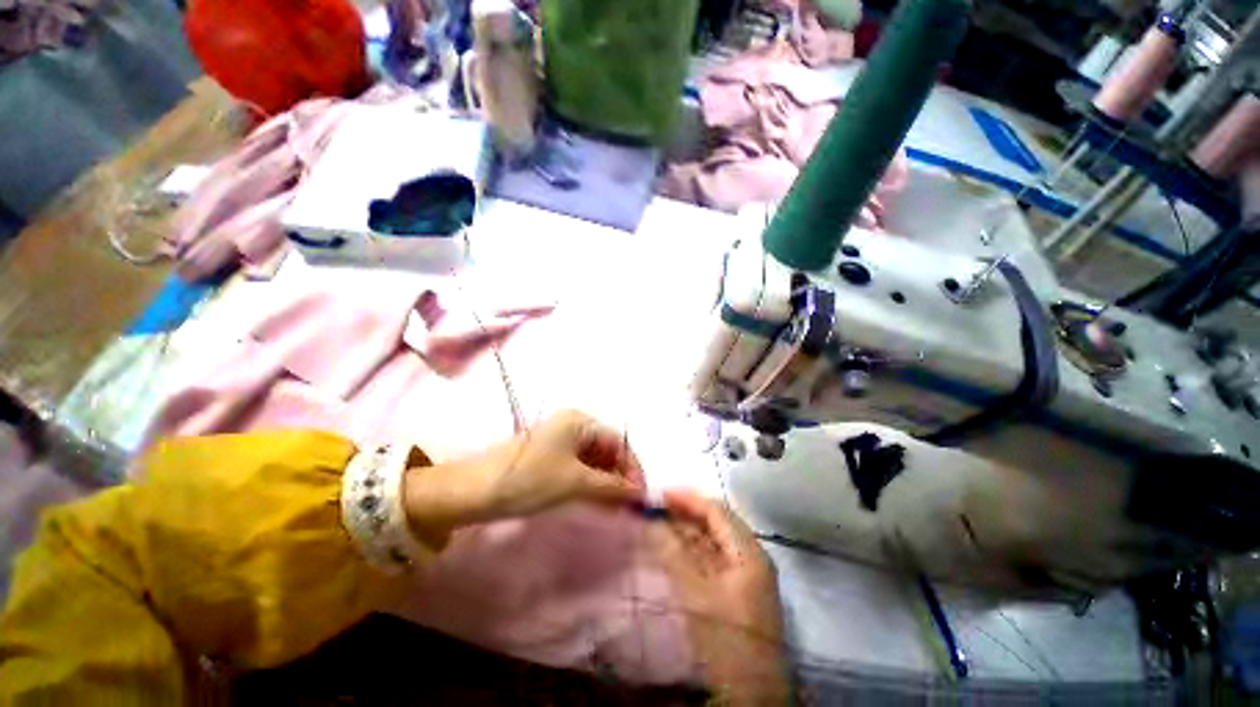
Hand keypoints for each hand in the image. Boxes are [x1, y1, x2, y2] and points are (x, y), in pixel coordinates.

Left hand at [403, 410, 644, 539]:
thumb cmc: (529, 479)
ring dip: (607, 483)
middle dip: (619, 477)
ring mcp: (561, 442)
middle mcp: (573, 426)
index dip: (632, 467)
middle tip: (629, 506)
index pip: (618, 441)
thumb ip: (611, 486)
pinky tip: (599, 503)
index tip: (641, 496)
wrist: (473, 491)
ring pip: (594, 461)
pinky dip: (591, 485)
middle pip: (607, 450)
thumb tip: (640, 494)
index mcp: (580, 421)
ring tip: (616, 509)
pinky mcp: (551, 458)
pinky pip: (580, 468)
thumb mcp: (575, 482)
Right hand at [648, 491, 790, 704]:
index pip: (716, 510)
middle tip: (652, 511)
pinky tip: (669, 553)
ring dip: (684, 534)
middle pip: (714, 525)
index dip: (687, 498)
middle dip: (683, 515)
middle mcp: (749, 559)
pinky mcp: (734, 596)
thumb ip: (672, 552)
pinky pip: (709, 563)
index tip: (657, 495)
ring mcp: (743, 579)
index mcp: (749, 552)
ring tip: (655, 527)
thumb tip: (650, 521)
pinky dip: (688, 554)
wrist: (748, 700)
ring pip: (710, 544)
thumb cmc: (726, 641)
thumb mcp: (695, 594)